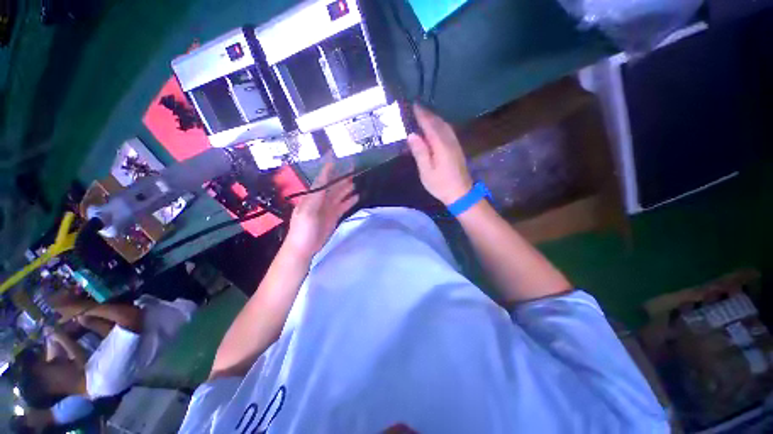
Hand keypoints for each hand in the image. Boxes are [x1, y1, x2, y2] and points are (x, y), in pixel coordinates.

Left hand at [285, 159, 358, 258]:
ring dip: (347, 187)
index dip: (328, 168)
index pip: (322, 179)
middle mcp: (321, 199)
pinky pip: (343, 205)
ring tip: (357, 179)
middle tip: (352, 167)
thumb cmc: (303, 230)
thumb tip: (325, 181)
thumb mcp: (307, 212)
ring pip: (340, 194)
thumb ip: (316, 196)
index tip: (335, 156)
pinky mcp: (334, 216)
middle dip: (341, 176)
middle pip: (333, 185)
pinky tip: (357, 196)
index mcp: (312, 196)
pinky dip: (350, 200)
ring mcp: (328, 208)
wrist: (304, 247)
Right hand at [406, 105, 472, 204]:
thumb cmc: (441, 184)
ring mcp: (455, 144)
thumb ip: (420, 152)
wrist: (461, 193)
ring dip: (435, 118)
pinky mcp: (457, 149)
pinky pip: (448, 131)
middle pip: (439, 123)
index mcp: (441, 145)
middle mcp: (450, 141)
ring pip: (445, 126)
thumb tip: (412, 135)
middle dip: (428, 114)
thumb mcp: (426, 171)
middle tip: (417, 107)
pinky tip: (436, 127)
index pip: (430, 125)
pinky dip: (440, 125)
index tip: (414, 105)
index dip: (422, 115)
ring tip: (425, 114)